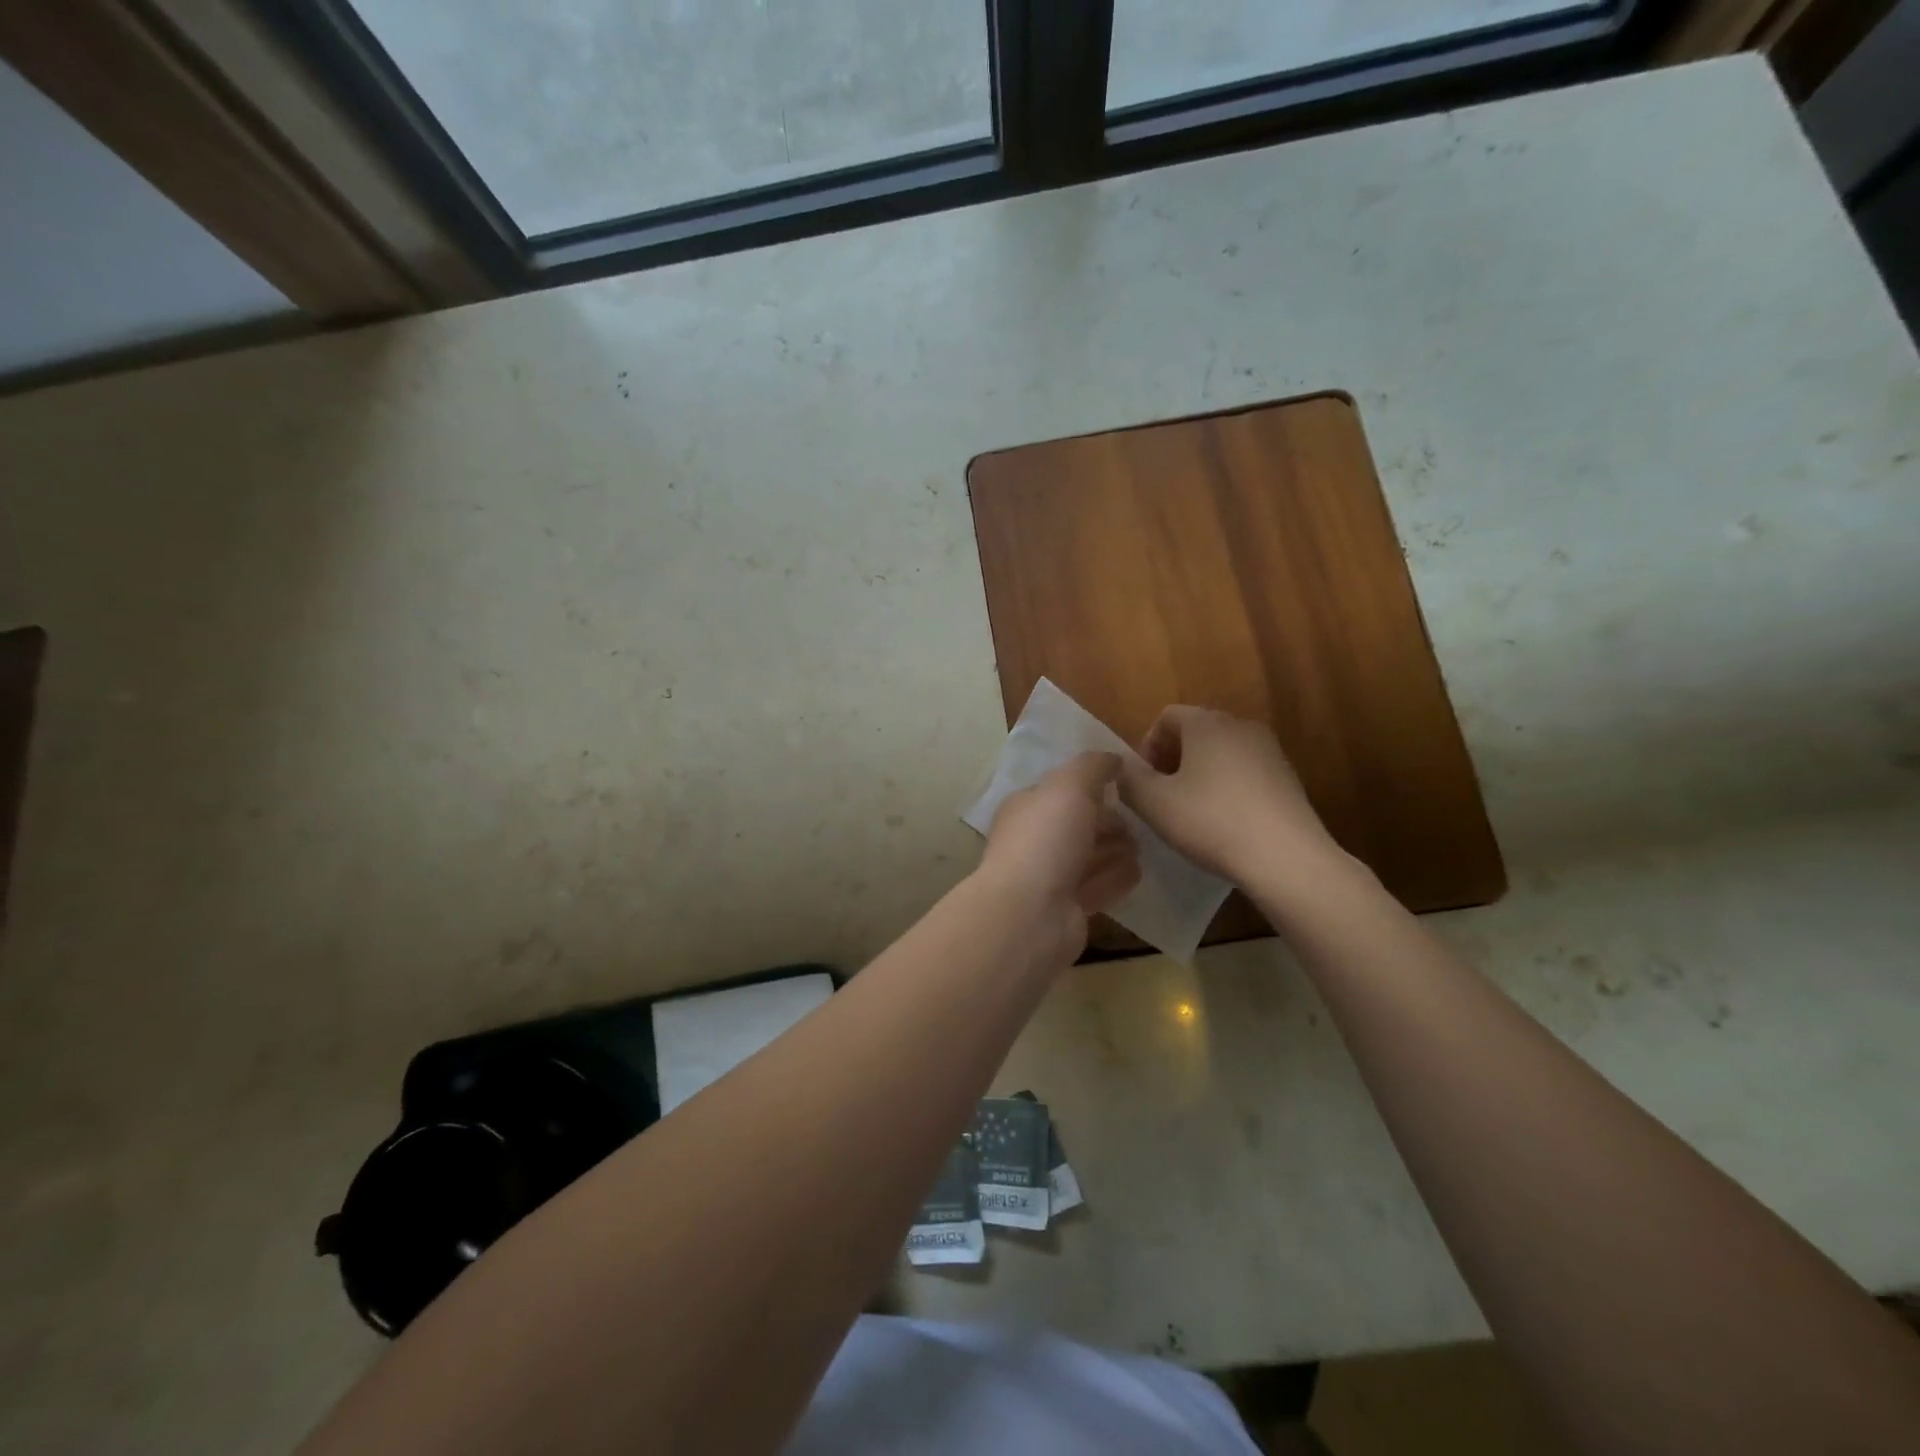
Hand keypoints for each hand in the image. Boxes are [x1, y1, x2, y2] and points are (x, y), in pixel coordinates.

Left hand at [976, 752, 1140, 959]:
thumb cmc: (1046, 840)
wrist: (1030, 914)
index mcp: (1027, 807)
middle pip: (1078, 824)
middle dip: (1108, 820)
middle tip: (1139, 821)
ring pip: (1088, 856)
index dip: (1092, 785)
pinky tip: (1137, 872)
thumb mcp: (1070, 786)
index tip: (1126, 785)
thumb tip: (1114, 759)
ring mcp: (1050, 877)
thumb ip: (1093, 766)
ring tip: (1142, 845)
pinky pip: (1098, 886)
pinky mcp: (1068, 909)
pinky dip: (1116, 878)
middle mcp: (1035, 840)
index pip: (1062, 790)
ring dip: (1115, 849)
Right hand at [1118, 706, 1337, 884]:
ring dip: (1199, 774)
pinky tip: (1223, 822)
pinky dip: (1227, 787)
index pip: (1167, 716)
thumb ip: (1129, 779)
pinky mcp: (1287, 777)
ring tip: (1191, 811)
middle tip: (1162, 796)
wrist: (1286, 857)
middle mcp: (1241, 726)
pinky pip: (1245, 772)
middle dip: (1172, 760)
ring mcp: (1269, 751)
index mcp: (1207, 723)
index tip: (1143, 781)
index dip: (1147, 745)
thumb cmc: (1211, 821)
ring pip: (1221, 752)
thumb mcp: (1153, 803)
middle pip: (1195, 731)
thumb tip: (1122, 768)